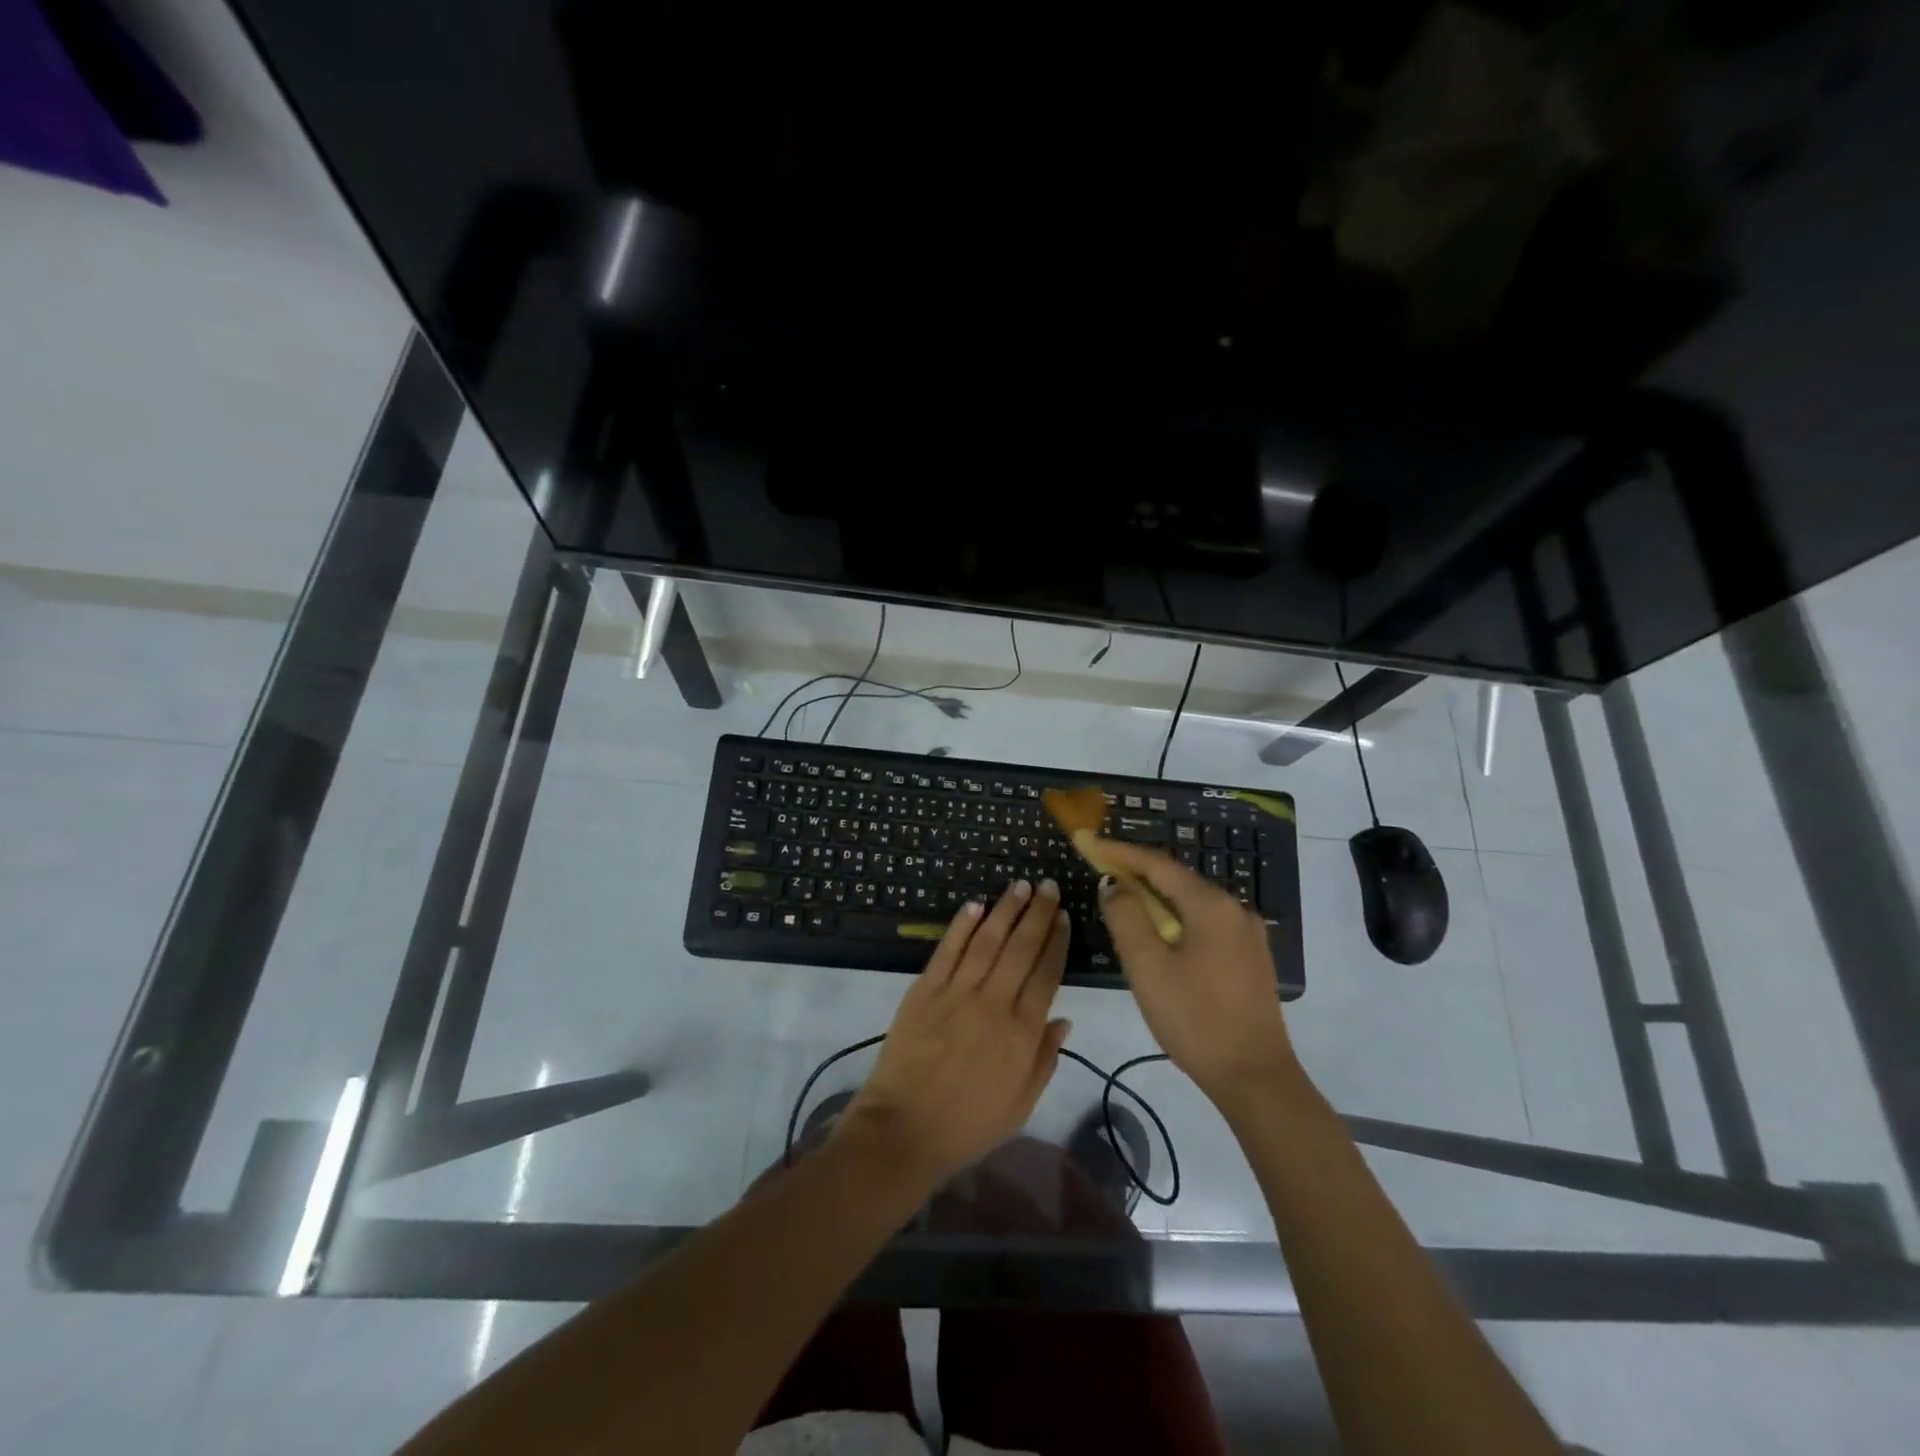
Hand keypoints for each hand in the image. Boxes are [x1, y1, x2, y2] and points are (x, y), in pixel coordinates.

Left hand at [837, 879, 1072, 1190]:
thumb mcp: (1021, 1104)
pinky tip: (975, 905)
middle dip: (1037, 913)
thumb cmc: (968, 1125)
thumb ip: (1045, 1058)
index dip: (1056, 941)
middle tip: (1048, 887)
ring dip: (1005, 909)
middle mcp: (993, 1003)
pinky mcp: (924, 990)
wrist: (904, 1130)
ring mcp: (956, 992)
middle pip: (1021, 947)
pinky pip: (947, 949)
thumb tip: (1064, 1018)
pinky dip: (962, 925)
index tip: (1064, 916)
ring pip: (987, 940)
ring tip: (1020, 885)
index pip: (1046, 973)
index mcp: (1022, 1032)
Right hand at [1096, 839, 1302, 1103]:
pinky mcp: (1249, 958)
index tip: (1089, 842)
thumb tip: (1113, 885)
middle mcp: (1235, 910)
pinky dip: (1175, 918)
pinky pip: (1204, 923)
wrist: (1255, 1078)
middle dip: (1137, 873)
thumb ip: (1126, 917)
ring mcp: (1246, 935)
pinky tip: (1158, 934)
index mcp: (1211, 905)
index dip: (1120, 852)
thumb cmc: (1195, 1019)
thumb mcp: (1148, 967)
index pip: (1158, 864)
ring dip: (1155, 898)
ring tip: (1122, 901)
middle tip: (1101, 870)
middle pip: (1177, 880)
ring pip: (1191, 903)